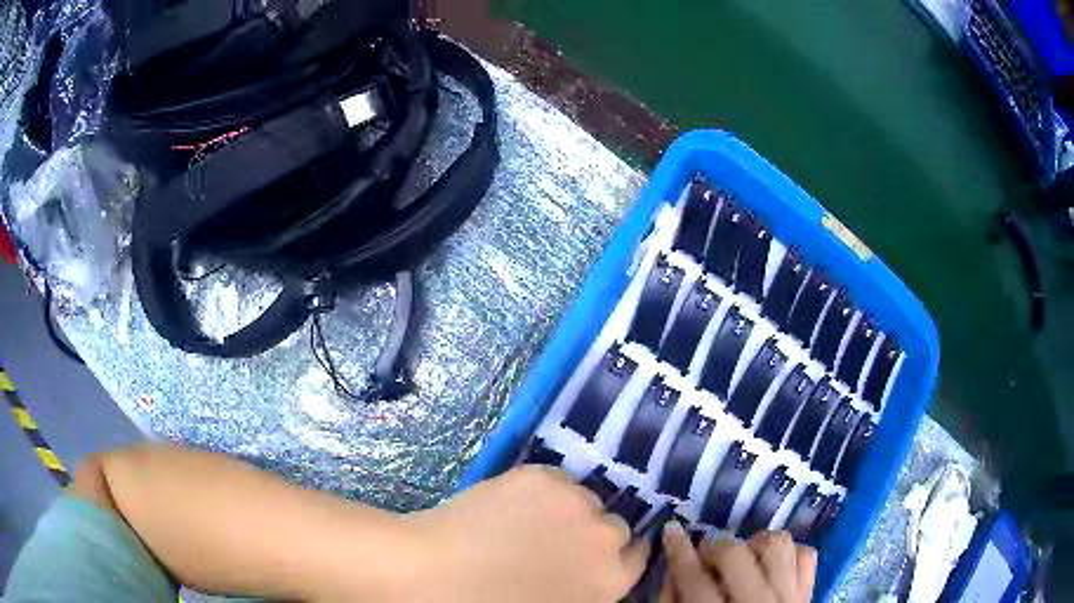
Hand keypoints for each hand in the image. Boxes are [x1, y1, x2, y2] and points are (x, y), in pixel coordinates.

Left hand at [404, 466, 649, 602]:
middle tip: (558, 541)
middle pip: (614, 526)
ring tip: (530, 521)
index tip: (599, 553)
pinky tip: (511, 506)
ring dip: (568, 510)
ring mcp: (573, 502)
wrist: (435, 576)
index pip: (638, 556)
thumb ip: (584, 589)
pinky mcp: (539, 476)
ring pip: (584, 498)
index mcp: (609, 579)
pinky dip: (542, 491)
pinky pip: (555, 480)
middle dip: (592, 534)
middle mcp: (604, 537)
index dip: (619, 554)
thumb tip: (585, 571)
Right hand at [660, 524, 815, 602]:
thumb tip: (673, 569)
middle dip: (715, 546)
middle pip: (736, 555)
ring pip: (777, 544)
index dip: (679, 551)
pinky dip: (787, 555)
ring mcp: (789, 598)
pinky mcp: (808, 593)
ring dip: (754, 545)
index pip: (695, 578)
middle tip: (706, 554)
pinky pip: (805, 555)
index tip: (671, 530)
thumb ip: (671, 602)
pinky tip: (770, 568)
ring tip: (743, 561)